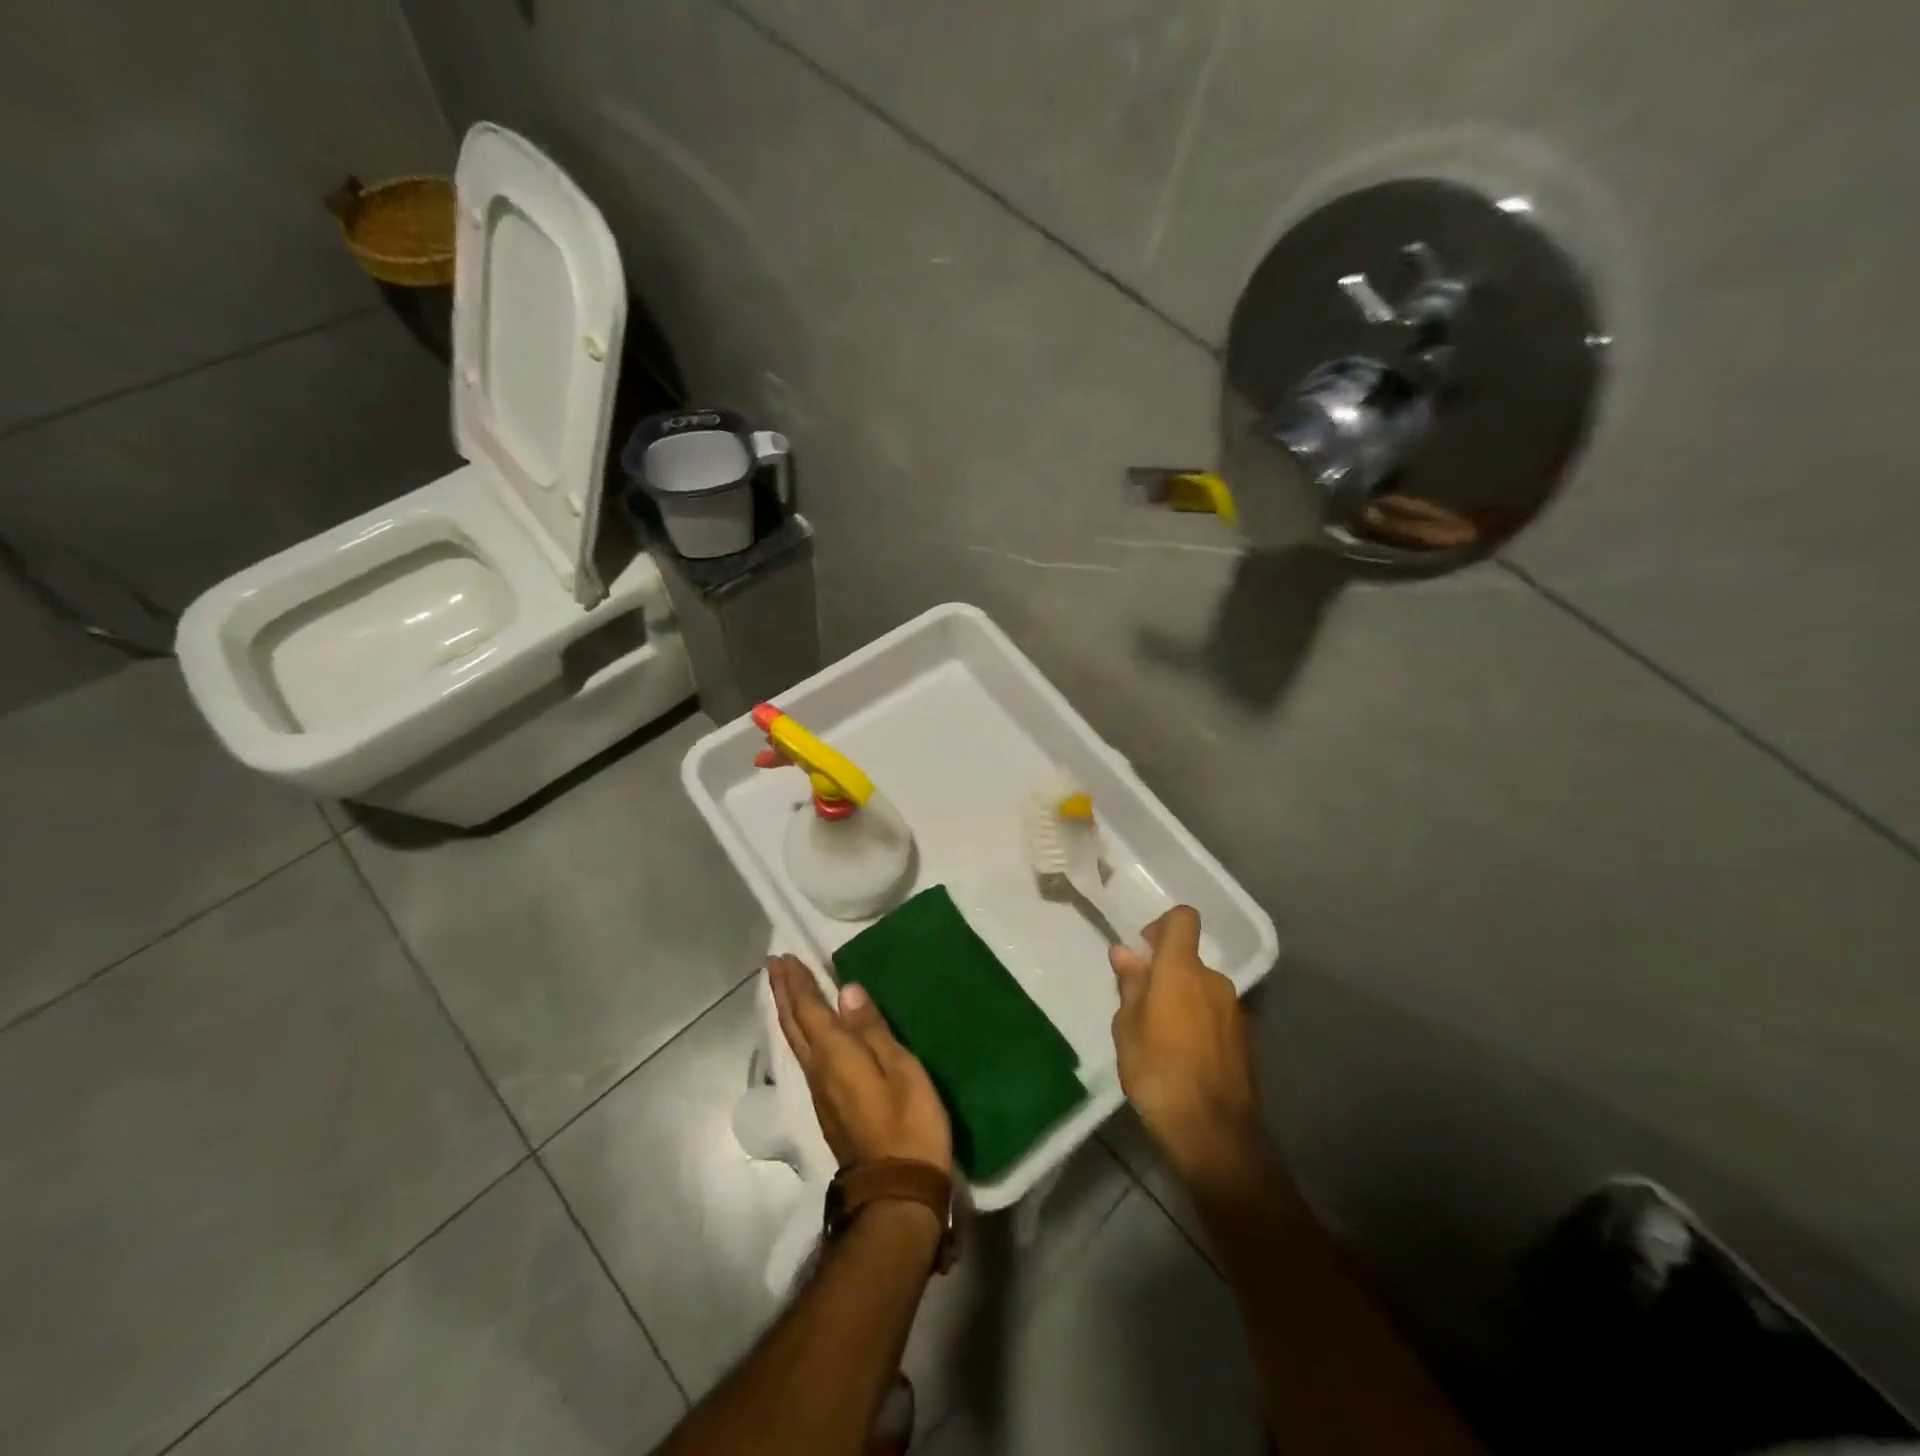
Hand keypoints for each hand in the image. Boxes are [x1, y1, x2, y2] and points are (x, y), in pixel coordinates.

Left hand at [768, 956, 952, 1174]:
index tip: (784, 957)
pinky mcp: (829, 1109)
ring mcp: (821, 1093)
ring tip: (788, 991)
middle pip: (794, 1026)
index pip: (808, 1011)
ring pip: (795, 1043)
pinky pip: (805, 1058)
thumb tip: (846, 991)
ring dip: (789, 1012)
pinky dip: (801, 1034)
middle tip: (776, 966)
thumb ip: (872, 1030)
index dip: (797, 983)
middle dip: (784, 993)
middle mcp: (818, 1071)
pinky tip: (809, 1034)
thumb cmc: (909, 1124)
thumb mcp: (901, 1070)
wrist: (896, 1193)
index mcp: (835, 1056)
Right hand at [1109, 906, 1263, 1186]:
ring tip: (1159, 1037)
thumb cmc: (1158, 1073)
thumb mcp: (1127, 1028)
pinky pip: (1215, 1013)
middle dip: (1165, 972)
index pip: (1183, 919)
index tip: (1143, 950)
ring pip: (1202, 988)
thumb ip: (1130, 985)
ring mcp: (1235, 1010)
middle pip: (1189, 958)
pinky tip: (1182, 1056)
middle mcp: (1214, 981)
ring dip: (1182, 999)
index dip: (1162, 925)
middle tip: (1139, 1005)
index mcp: (1182, 970)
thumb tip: (1125, 952)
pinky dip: (1198, 1021)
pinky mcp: (1244, 1039)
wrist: (1213, 1134)